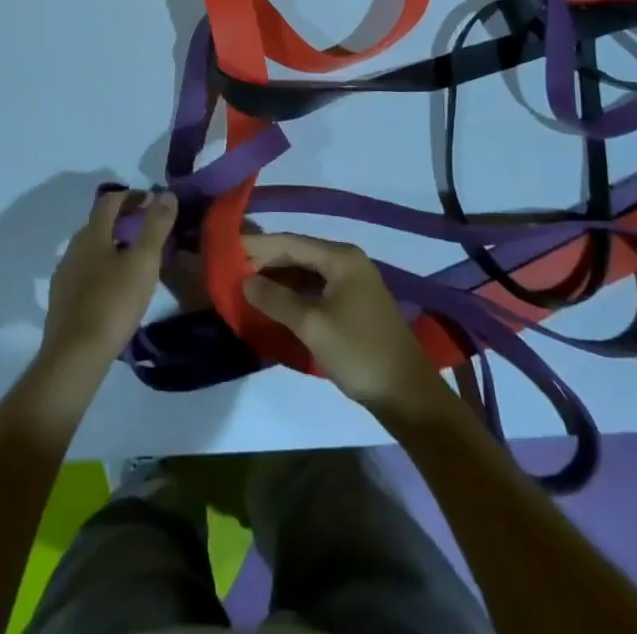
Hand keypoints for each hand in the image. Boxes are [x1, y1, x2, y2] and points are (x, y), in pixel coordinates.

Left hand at [41, 189, 176, 373]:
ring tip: (134, 261)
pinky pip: (84, 274)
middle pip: (98, 224)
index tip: (152, 201)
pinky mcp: (61, 302)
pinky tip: (114, 289)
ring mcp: (64, 276)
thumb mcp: (143, 262)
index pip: (110, 201)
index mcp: (92, 234)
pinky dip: (101, 270)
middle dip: (122, 220)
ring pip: (90, 251)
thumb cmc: (112, 303)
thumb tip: (166, 193)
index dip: (131, 196)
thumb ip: (155, 226)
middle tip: (147, 229)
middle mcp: (73, 249)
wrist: (74, 357)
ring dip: (111, 246)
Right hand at [242, 232, 450, 420]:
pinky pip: (317, 289)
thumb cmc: (359, 352)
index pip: (291, 242)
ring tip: (247, 285)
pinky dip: (295, 294)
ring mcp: (353, 283)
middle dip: (267, 262)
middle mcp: (348, 261)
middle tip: (233, 268)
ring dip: (279, 279)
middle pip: (299, 254)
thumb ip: (277, 299)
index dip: (259, 246)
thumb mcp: (312, 325)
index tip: (228, 249)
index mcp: (341, 257)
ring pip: (307, 272)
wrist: (408, 394)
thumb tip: (245, 281)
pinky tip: (275, 303)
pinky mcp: (354, 305)